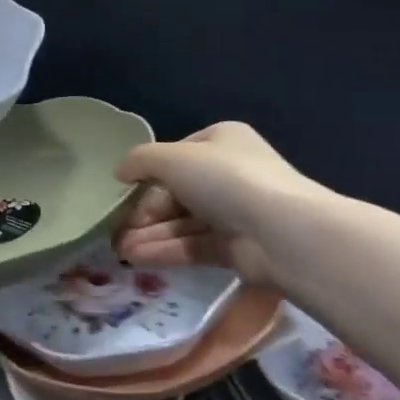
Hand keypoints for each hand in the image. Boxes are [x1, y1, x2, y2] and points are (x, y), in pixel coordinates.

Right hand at [111, 122, 323, 286]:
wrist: (282, 233)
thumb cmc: (225, 180)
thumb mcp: (172, 158)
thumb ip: (140, 161)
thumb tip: (120, 172)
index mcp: (221, 141)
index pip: (175, 155)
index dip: (147, 173)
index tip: (124, 192)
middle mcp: (230, 173)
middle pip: (177, 192)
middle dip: (145, 211)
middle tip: (117, 228)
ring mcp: (236, 212)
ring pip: (183, 221)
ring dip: (150, 234)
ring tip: (121, 250)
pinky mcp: (237, 248)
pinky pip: (194, 245)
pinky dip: (166, 250)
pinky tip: (139, 258)